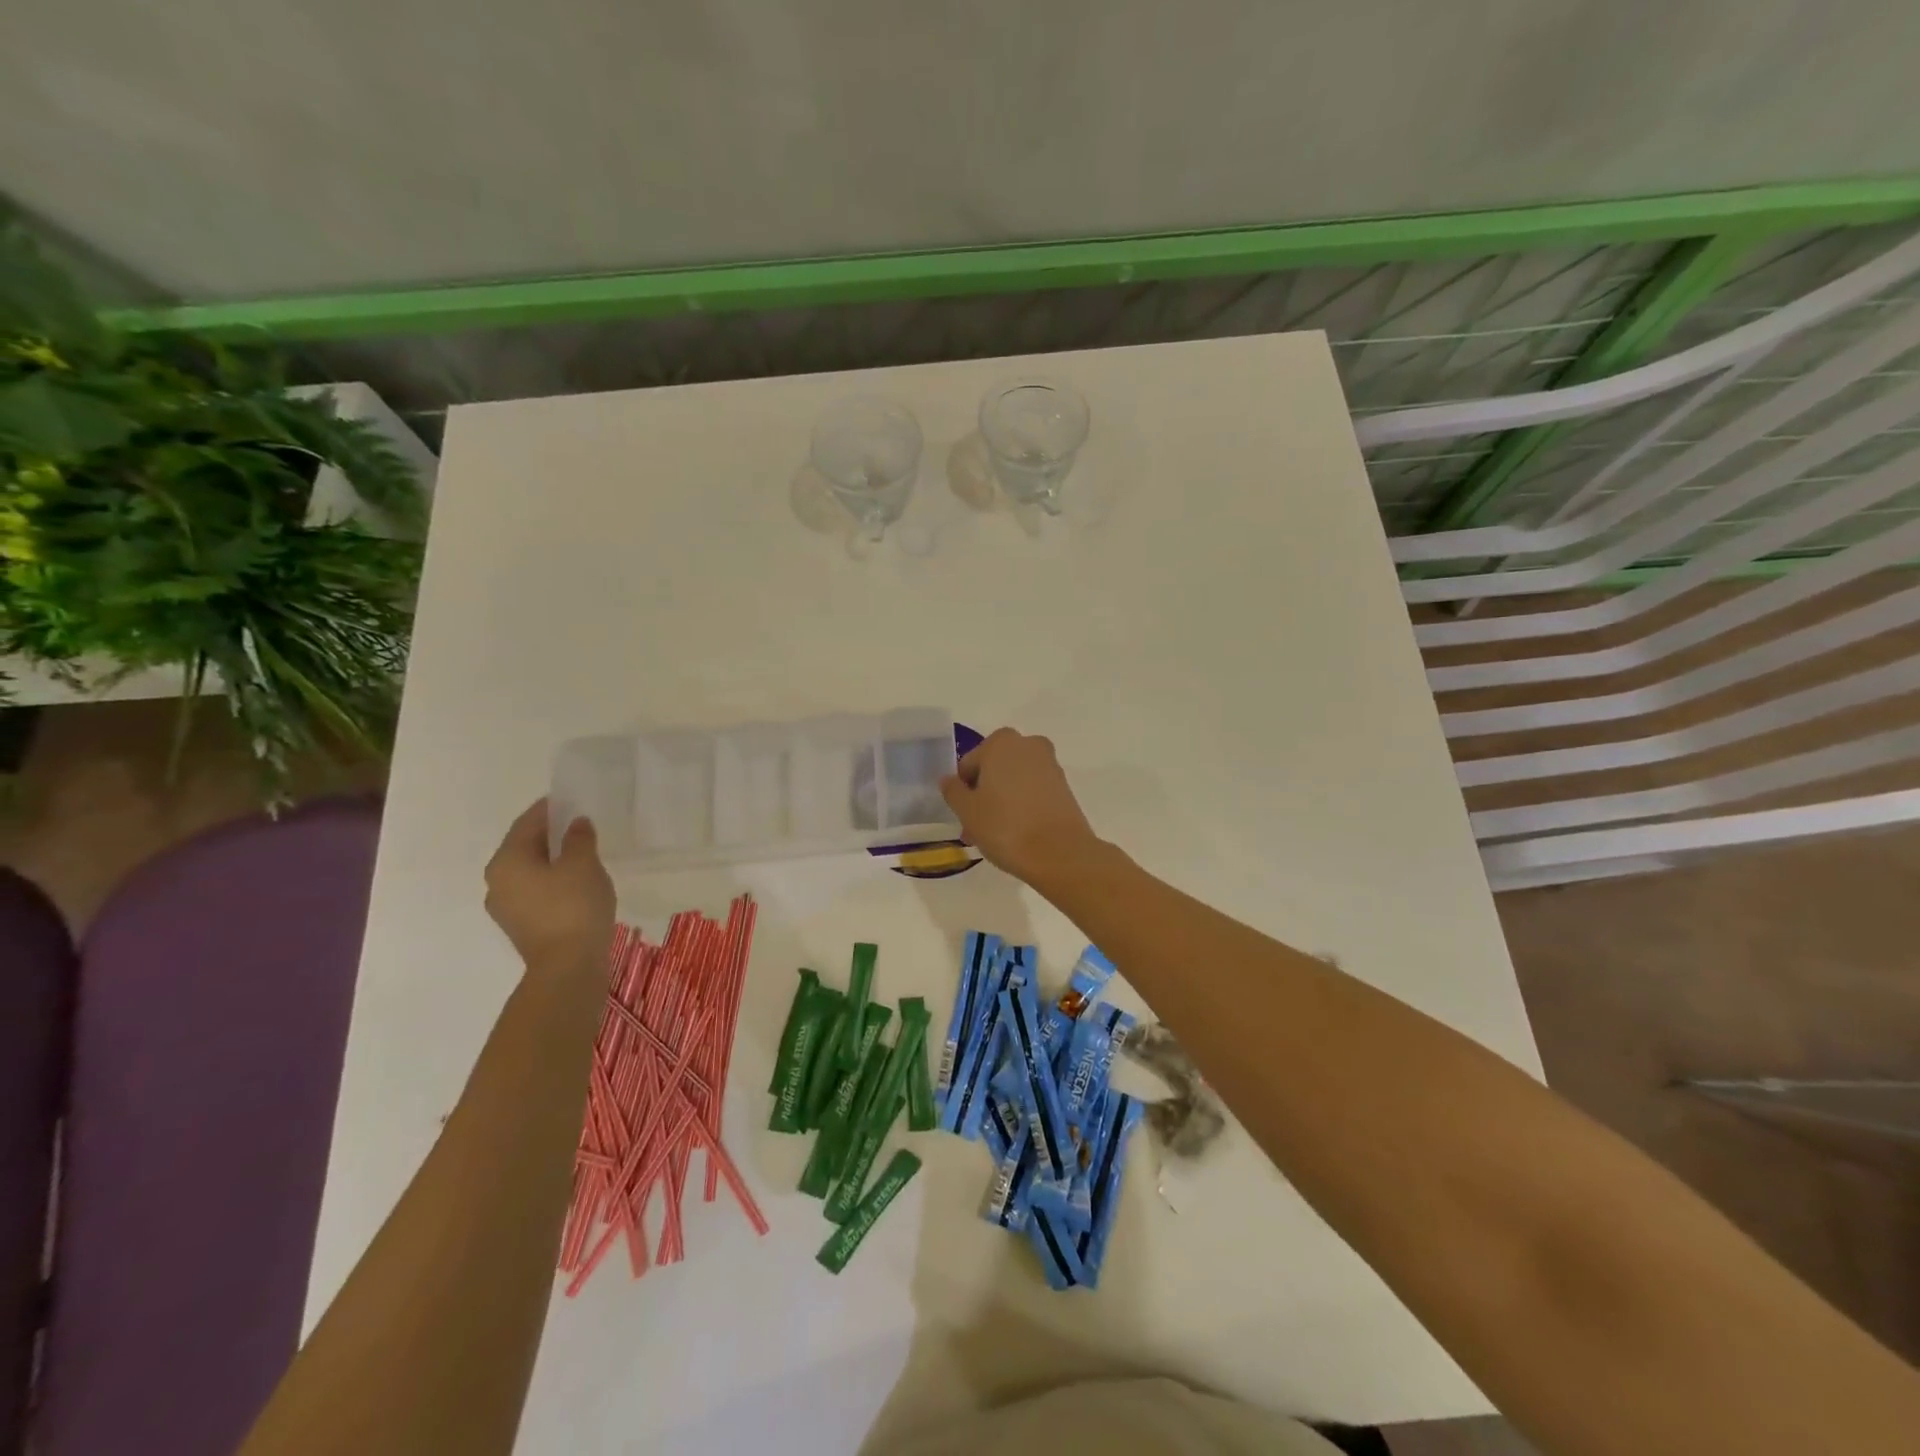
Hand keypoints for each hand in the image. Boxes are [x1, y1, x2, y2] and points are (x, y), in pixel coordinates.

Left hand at [484, 799, 615, 974]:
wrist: (568, 966)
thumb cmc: (573, 906)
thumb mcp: (583, 863)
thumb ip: (579, 838)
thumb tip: (576, 825)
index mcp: (507, 860)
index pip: (528, 822)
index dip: (550, 808)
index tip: (571, 799)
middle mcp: (497, 881)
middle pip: (525, 846)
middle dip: (551, 834)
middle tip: (580, 824)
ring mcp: (506, 907)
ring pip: (530, 871)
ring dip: (552, 859)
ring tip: (582, 853)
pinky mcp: (521, 925)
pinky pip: (536, 891)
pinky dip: (553, 881)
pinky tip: (576, 882)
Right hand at [940, 728, 1101, 885]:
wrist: (1060, 853)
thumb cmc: (1006, 827)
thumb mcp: (968, 811)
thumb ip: (953, 791)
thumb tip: (948, 780)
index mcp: (1001, 743)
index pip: (969, 764)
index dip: (963, 791)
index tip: (964, 816)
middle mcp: (1028, 745)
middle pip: (994, 770)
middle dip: (983, 796)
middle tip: (976, 828)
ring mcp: (1050, 765)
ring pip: (1014, 781)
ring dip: (1001, 802)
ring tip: (995, 835)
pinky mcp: (1065, 787)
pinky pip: (1033, 791)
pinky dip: (1022, 806)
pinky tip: (1017, 833)